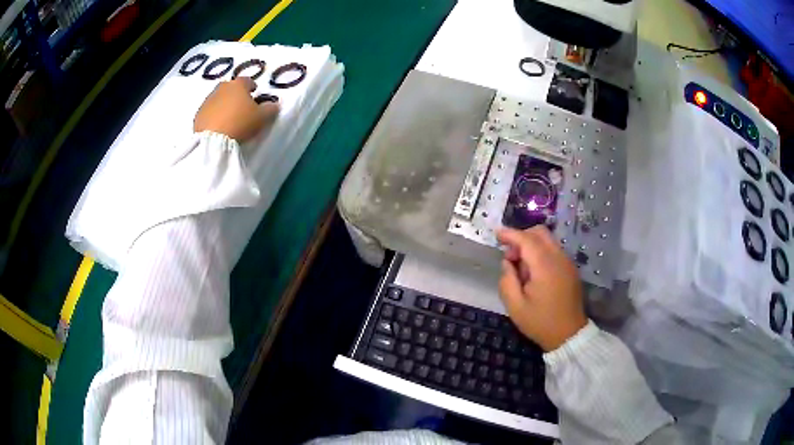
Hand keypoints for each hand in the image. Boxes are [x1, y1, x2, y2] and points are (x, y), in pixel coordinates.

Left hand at [194, 77, 278, 141]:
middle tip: (241, 105)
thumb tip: (273, 105)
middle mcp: (221, 88)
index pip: (247, 80)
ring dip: (223, 104)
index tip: (254, 92)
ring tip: (228, 117)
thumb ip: (270, 109)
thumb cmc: (240, 122)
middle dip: (235, 94)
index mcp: (238, 85)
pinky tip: (217, 125)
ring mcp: (207, 101)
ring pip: (218, 99)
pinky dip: (213, 115)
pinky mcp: (198, 115)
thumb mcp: (262, 117)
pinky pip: (208, 112)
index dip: (252, 86)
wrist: (213, 140)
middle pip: (230, 87)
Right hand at [497, 226, 586, 351]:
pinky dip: (540, 252)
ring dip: (531, 245)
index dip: (510, 234)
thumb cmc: (540, 322)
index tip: (496, 234)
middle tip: (510, 257)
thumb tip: (507, 263)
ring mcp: (567, 262)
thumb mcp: (515, 307)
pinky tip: (534, 273)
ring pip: (548, 240)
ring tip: (521, 268)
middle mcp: (559, 258)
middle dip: (521, 237)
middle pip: (540, 233)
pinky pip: (554, 250)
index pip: (526, 240)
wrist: (569, 335)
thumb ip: (507, 280)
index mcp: (545, 267)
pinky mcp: (571, 268)